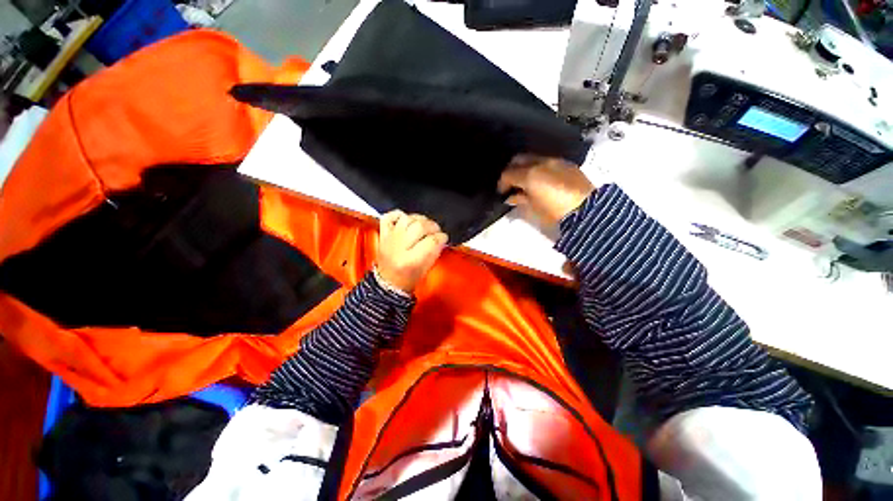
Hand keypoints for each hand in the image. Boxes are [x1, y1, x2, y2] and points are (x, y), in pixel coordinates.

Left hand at [376, 211, 448, 293]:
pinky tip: (407, 220)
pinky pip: (389, 216)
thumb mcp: (426, 269)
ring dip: (419, 219)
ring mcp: (389, 239)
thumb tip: (441, 237)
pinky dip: (399, 215)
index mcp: (410, 261)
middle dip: (432, 226)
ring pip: (407, 219)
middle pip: (419, 226)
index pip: (431, 241)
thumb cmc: (409, 279)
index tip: (444, 237)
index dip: (441, 237)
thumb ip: (434, 251)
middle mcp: (398, 248)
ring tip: (424, 225)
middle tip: (436, 231)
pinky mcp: (383, 234)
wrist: (387, 283)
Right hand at [497, 155, 595, 228]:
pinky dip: (539, 168)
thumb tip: (511, 197)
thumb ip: (520, 199)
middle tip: (510, 182)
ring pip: (533, 158)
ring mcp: (555, 161)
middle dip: (511, 169)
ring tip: (525, 181)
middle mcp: (541, 163)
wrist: (587, 210)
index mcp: (529, 175)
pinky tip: (541, 179)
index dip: (502, 183)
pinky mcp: (567, 164)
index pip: (508, 174)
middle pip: (519, 159)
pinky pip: (547, 161)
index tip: (501, 192)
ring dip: (525, 168)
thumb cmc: (555, 212)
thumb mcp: (533, 208)